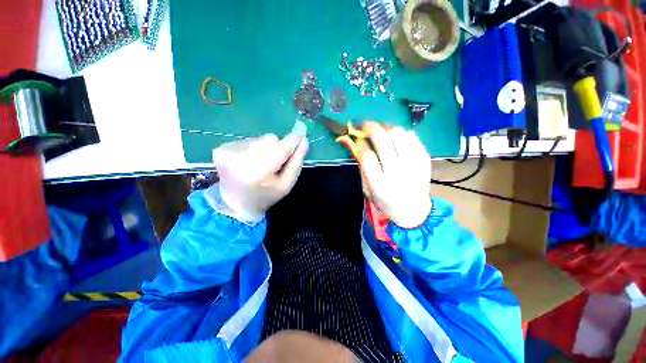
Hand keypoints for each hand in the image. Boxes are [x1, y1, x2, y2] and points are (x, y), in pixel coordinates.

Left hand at [213, 127, 308, 221]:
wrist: (235, 204)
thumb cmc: (266, 195)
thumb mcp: (286, 184)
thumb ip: (296, 162)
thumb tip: (303, 140)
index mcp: (258, 171)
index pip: (281, 148)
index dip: (293, 140)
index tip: (301, 131)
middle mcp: (240, 158)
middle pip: (271, 139)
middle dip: (277, 148)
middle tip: (274, 163)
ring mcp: (228, 151)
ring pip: (260, 138)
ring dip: (265, 148)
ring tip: (260, 164)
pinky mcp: (221, 148)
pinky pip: (247, 140)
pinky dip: (252, 149)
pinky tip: (248, 162)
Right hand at [357, 121, 431, 228]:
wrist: (414, 210)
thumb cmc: (386, 202)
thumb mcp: (367, 190)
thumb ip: (362, 169)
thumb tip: (358, 146)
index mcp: (380, 185)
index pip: (368, 157)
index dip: (360, 143)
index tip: (357, 138)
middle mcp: (397, 173)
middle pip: (383, 141)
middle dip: (371, 127)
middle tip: (365, 123)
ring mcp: (413, 164)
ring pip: (398, 134)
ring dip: (386, 126)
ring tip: (379, 128)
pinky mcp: (424, 158)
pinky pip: (412, 136)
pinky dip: (400, 132)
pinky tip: (394, 135)